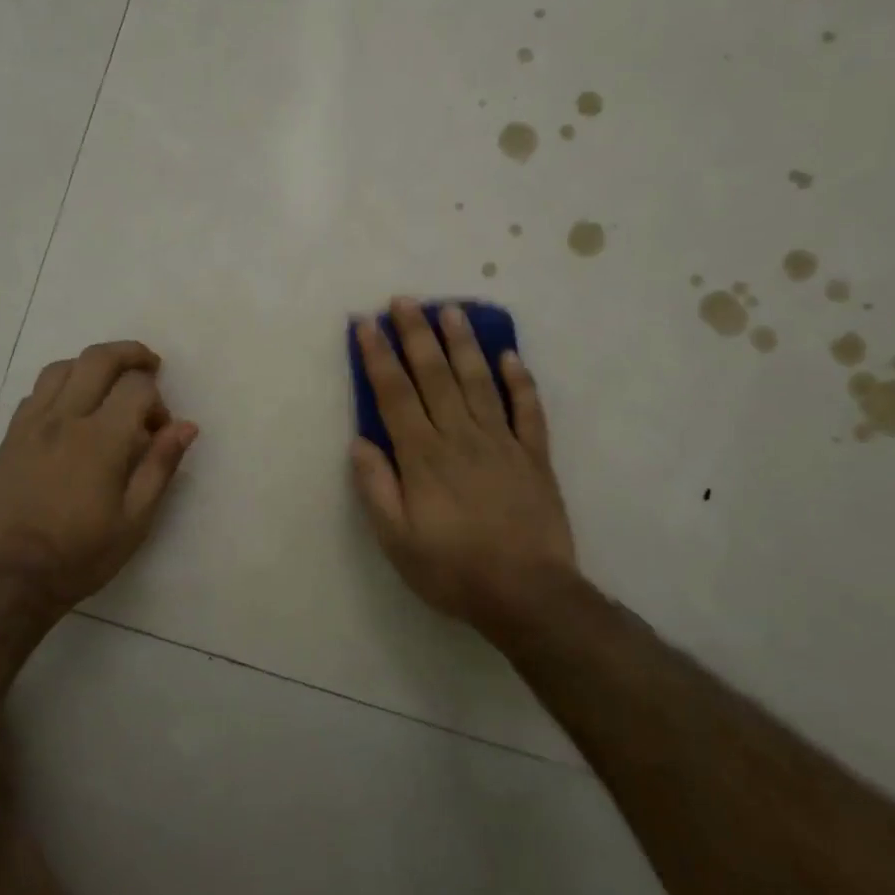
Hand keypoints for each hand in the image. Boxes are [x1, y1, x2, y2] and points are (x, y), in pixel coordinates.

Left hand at [0, 340, 197, 610]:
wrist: (13, 578)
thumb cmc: (82, 554)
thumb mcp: (136, 519)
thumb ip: (160, 465)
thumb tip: (186, 425)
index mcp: (101, 439)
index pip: (136, 386)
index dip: (156, 399)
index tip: (159, 429)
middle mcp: (64, 419)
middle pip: (98, 359)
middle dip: (130, 354)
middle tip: (149, 366)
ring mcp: (31, 424)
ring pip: (62, 368)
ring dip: (91, 365)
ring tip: (108, 383)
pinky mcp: (10, 437)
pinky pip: (36, 392)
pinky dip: (61, 386)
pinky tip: (71, 409)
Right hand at [351, 299, 577, 638]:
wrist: (528, 594)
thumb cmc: (453, 569)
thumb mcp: (396, 540)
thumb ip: (376, 487)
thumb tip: (361, 441)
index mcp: (423, 457)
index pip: (395, 394)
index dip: (379, 357)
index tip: (366, 324)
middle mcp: (460, 437)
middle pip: (435, 376)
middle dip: (416, 335)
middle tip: (404, 300)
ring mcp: (502, 443)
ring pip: (479, 382)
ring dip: (463, 344)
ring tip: (451, 310)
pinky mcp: (534, 456)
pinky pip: (528, 410)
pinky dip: (520, 381)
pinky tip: (510, 356)